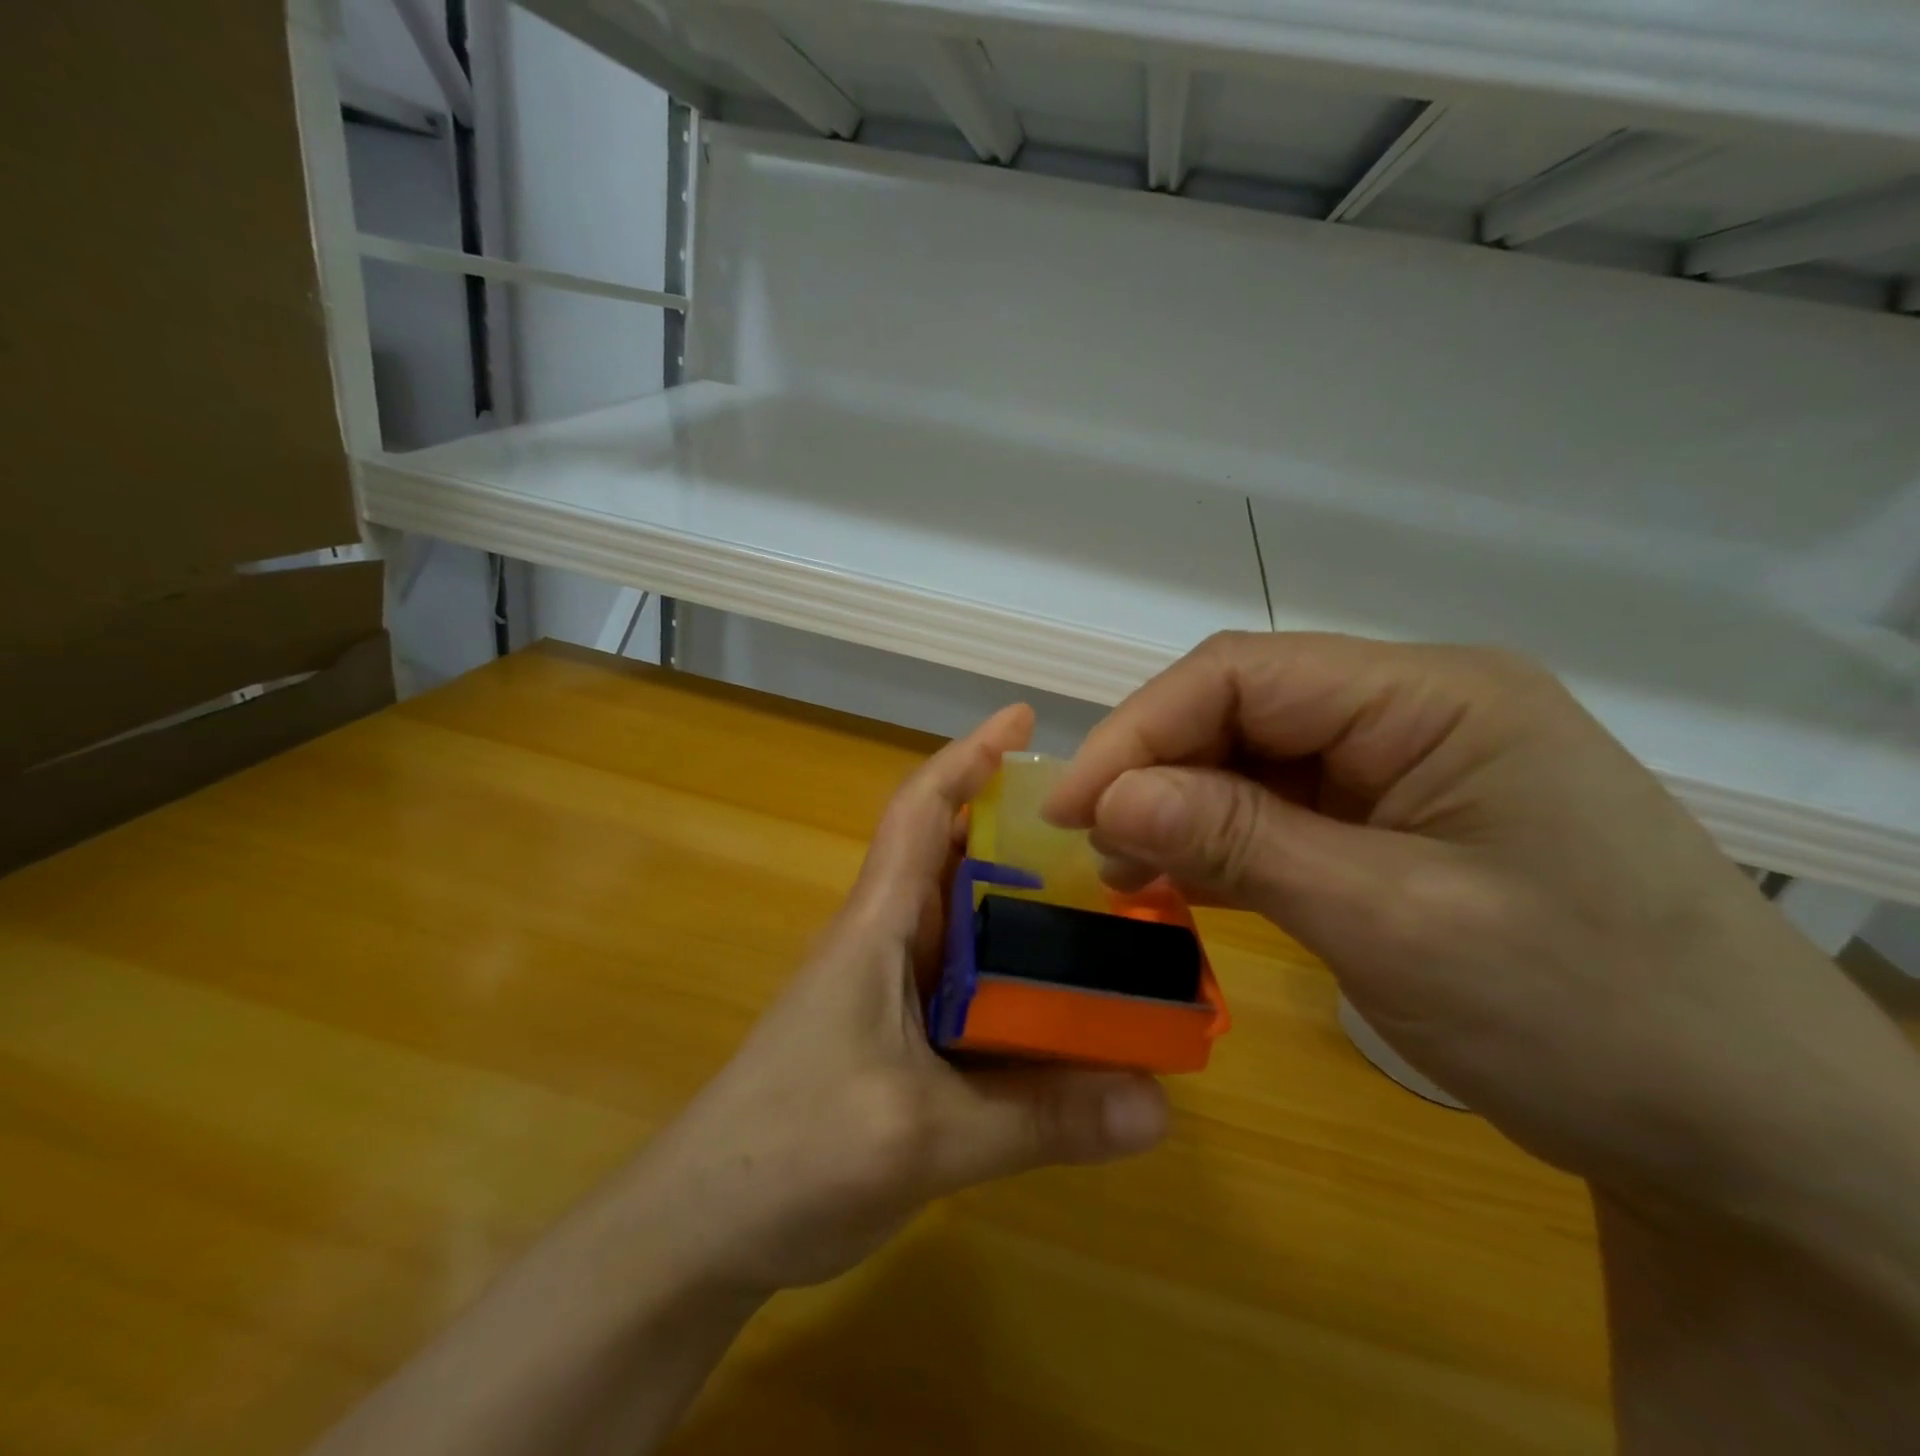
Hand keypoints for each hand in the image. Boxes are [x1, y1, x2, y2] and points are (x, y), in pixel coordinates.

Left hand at [624, 703, 1169, 1296]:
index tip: (1023, 720)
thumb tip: (1159, 1105)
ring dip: (1030, 914)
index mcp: (878, 924)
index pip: (922, 810)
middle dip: (1027, 837)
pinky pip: (973, 990)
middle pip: (960, 861)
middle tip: (1114, 842)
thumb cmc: (791, 1153)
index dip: (969, 756)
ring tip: (1114, 916)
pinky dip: (1020, 985)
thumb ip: (1039, 1119)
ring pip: (972, 929)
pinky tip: (1070, 1012)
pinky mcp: (898, 1039)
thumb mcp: (923, 1137)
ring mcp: (891, 992)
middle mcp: (887, 941)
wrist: (703, 1231)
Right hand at [1043, 633, 1919, 1230]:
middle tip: (1094, 847)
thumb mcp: (1388, 920)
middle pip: (1244, 708)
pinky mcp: (1402, 820)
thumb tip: (1109, 796)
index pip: (1241, 675)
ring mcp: (1410, 765)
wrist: (1748, 1134)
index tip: (1069, 807)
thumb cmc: (1584, 1013)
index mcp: (1433, 696)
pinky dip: (1226, 839)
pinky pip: (1287, 807)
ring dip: (1184, 807)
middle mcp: (1417, 709)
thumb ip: (1238, 840)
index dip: (1140, 731)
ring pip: (1256, 758)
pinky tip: (1183, 878)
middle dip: (1157, 770)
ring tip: (1128, 869)